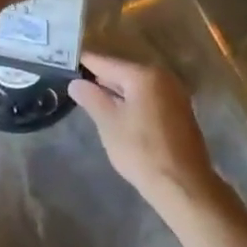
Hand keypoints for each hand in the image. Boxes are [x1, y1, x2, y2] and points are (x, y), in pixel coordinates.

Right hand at [69, 54, 221, 206]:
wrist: (182, 184)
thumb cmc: (141, 151)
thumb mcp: (109, 123)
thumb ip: (91, 98)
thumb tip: (76, 82)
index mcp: (144, 75)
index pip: (105, 62)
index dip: (83, 63)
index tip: (64, 63)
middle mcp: (163, 77)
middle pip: (122, 71)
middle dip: (99, 78)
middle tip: (74, 83)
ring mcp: (174, 94)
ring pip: (136, 86)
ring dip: (115, 91)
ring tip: (91, 99)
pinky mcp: (179, 111)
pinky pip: (148, 97)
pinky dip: (132, 101)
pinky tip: (118, 114)